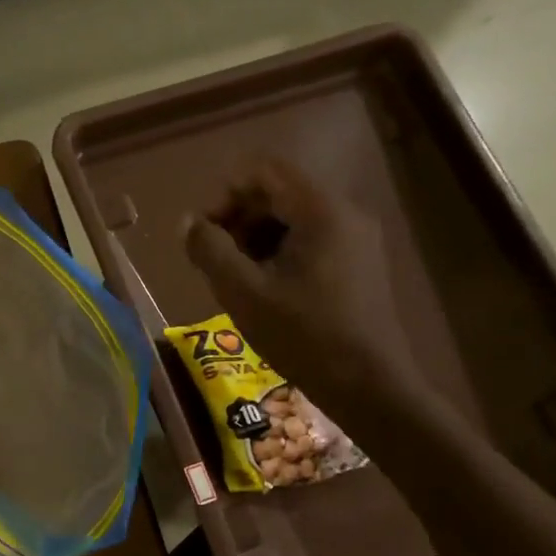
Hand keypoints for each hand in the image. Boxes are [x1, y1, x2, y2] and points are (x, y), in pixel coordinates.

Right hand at [183, 157, 432, 428]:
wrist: (369, 385)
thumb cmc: (303, 336)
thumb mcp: (244, 293)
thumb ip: (209, 250)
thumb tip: (187, 222)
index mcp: (320, 209)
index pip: (264, 170)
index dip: (225, 195)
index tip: (204, 235)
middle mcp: (344, 213)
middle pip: (279, 193)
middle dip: (239, 219)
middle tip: (215, 261)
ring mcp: (357, 239)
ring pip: (294, 219)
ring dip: (256, 240)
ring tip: (237, 281)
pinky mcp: (359, 265)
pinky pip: (312, 241)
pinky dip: (280, 255)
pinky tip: (266, 292)